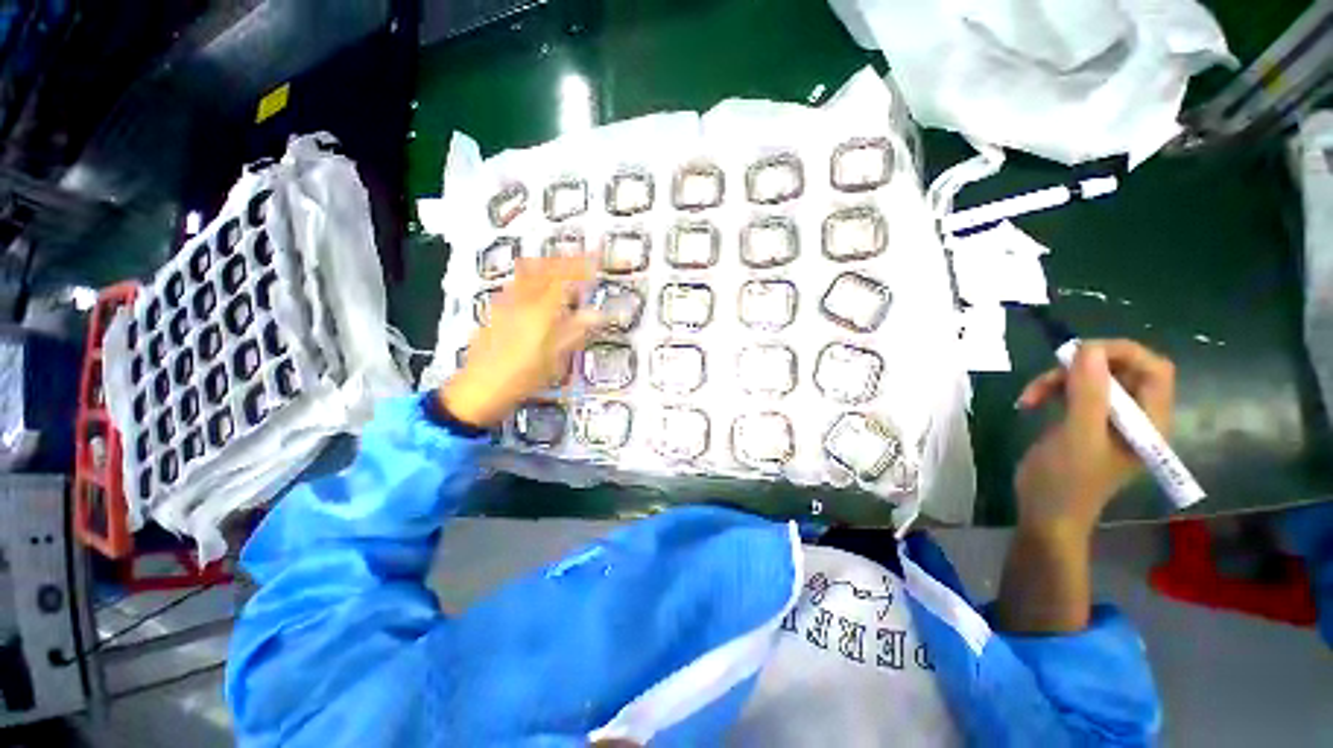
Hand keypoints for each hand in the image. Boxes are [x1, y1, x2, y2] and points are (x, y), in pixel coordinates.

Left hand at [439, 255, 599, 427]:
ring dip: (547, 267)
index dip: (581, 266)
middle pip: (543, 268)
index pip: (563, 277)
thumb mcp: (556, 357)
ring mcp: (505, 303)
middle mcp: (521, 299)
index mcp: (540, 310)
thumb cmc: (523, 375)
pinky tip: (537, 290)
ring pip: (527, 273)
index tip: (596, 260)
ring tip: (562, 272)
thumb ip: (576, 331)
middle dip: (564, 261)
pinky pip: (516, 283)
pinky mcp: (495, 310)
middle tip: (581, 263)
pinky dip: (532, 277)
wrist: (480, 388)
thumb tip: (598, 314)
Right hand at [1013, 339, 1175, 536]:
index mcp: (1150, 422)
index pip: (1154, 369)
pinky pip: (1073, 391)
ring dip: (1058, 380)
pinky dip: (1051, 391)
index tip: (1079, 354)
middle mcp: (1136, 417)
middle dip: (1082, 368)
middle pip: (1120, 370)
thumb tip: (1087, 348)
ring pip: (1091, 378)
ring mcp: (1109, 420)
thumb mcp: (1078, 436)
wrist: (1044, 513)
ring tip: (1030, 396)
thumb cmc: (1067, 481)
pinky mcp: (1084, 422)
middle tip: (1049, 377)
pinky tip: (1030, 403)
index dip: (1121, 353)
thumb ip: (1088, 393)